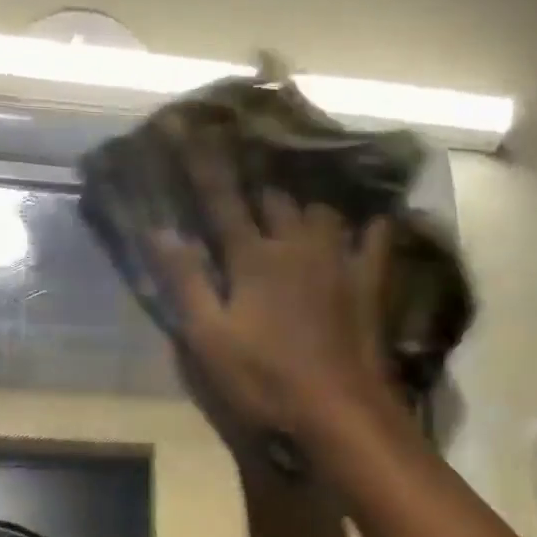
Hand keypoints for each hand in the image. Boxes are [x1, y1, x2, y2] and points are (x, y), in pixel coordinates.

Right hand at [148, 139, 400, 448]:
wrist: (338, 409)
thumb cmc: (264, 379)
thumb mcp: (209, 339)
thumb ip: (186, 282)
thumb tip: (161, 231)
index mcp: (253, 258)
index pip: (222, 202)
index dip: (203, 167)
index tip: (188, 127)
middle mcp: (297, 245)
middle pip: (276, 201)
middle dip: (258, 192)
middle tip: (248, 192)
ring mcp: (339, 261)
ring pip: (322, 213)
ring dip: (304, 209)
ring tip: (296, 213)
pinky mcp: (369, 284)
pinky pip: (375, 240)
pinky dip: (369, 228)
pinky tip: (368, 224)